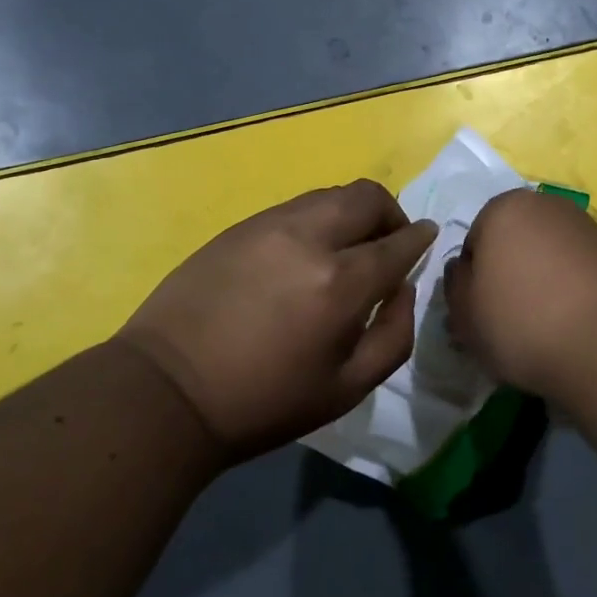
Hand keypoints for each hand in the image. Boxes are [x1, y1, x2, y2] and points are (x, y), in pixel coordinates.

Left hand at [119, 181, 436, 460]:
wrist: (169, 391)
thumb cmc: (264, 401)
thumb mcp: (347, 389)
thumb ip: (394, 336)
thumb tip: (403, 289)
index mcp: (341, 282)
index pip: (398, 242)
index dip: (419, 238)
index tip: (426, 237)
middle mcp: (309, 238)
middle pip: (367, 197)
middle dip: (390, 214)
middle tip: (387, 244)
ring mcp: (270, 225)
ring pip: (330, 195)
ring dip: (352, 213)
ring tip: (346, 248)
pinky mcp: (241, 226)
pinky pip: (296, 207)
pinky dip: (317, 219)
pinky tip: (304, 254)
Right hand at [444, 188, 596, 403]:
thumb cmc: (522, 323)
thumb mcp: (465, 314)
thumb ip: (454, 285)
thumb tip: (463, 270)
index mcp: (502, 208)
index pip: (473, 242)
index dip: (472, 281)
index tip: (480, 314)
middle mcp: (545, 204)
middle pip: (512, 242)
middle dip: (506, 275)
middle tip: (507, 320)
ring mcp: (584, 226)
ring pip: (545, 255)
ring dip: (539, 282)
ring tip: (542, 327)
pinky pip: (576, 270)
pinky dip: (569, 291)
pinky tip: (571, 324)